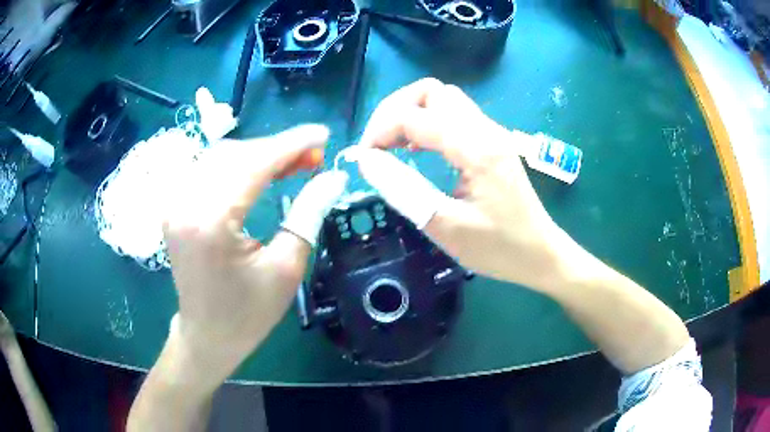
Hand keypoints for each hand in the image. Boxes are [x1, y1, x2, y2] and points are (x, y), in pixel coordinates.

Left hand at [163, 125, 346, 384]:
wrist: (207, 335)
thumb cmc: (248, 313)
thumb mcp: (286, 268)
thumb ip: (308, 213)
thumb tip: (333, 178)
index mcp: (211, 222)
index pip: (254, 164)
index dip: (292, 144)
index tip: (323, 134)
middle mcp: (185, 204)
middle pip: (235, 154)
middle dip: (277, 147)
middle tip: (312, 156)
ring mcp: (174, 203)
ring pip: (220, 157)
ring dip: (257, 154)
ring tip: (291, 163)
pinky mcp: (174, 206)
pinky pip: (207, 170)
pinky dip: (237, 164)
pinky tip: (258, 172)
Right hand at [356, 78, 569, 291]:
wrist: (540, 254)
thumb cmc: (499, 248)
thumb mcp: (446, 227)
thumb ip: (403, 190)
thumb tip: (367, 161)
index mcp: (476, 149)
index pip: (415, 116)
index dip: (380, 131)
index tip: (364, 158)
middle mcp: (485, 130)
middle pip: (431, 91)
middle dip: (394, 110)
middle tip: (377, 144)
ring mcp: (490, 132)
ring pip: (442, 98)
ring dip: (410, 112)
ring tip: (392, 144)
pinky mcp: (491, 141)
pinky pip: (453, 114)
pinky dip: (427, 121)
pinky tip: (417, 147)